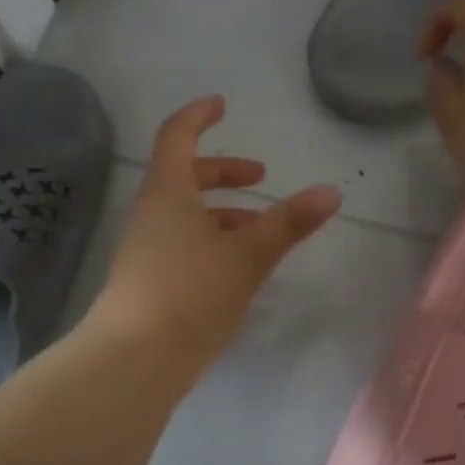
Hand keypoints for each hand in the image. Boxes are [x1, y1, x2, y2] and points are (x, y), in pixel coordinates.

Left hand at [90, 96, 340, 369]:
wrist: (133, 360)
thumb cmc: (191, 292)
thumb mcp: (248, 255)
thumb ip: (289, 223)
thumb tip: (330, 192)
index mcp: (168, 192)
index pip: (177, 136)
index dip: (199, 116)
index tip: (222, 104)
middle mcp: (152, 213)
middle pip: (185, 175)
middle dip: (223, 171)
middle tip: (260, 176)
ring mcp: (146, 248)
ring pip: (186, 213)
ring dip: (223, 212)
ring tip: (262, 230)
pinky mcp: (149, 280)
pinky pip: (183, 243)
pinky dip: (213, 240)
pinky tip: (238, 268)